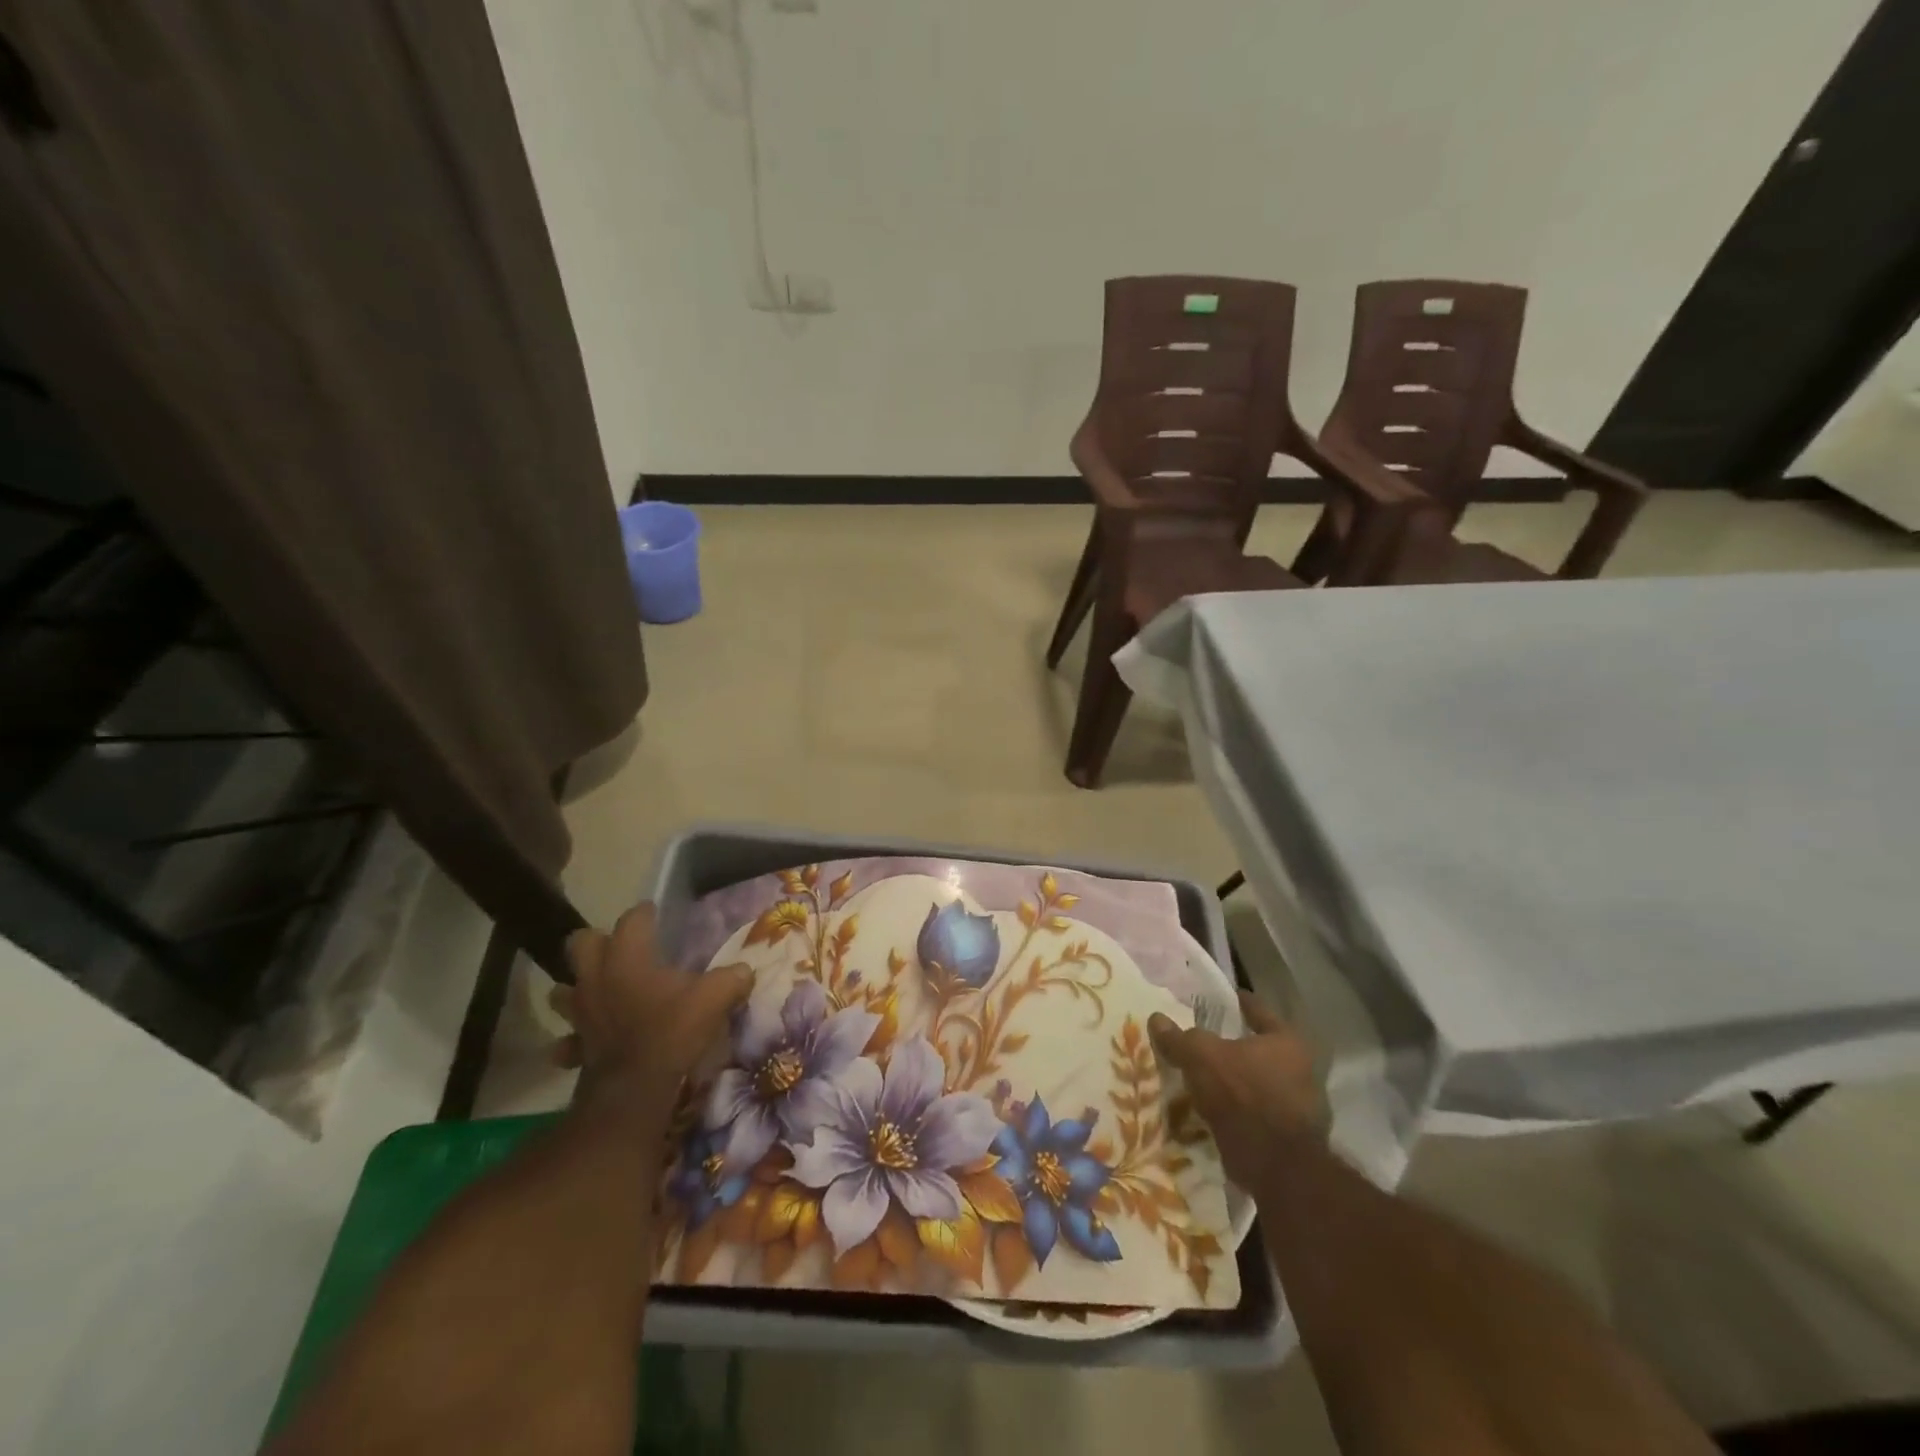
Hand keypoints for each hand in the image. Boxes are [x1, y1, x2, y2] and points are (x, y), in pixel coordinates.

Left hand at [552, 903, 751, 1118]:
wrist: (634, 1091)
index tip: (656, 914)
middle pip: (580, 943)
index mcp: (627, 957)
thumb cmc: (672, 1032)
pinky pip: (567, 1039)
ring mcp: (579, 1012)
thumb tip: (745, 970)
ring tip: (600, 991)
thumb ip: (732, 978)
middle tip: (620, 950)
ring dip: (577, 988)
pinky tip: (590, 1041)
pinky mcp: (574, 1045)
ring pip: (562, 989)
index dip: (645, 914)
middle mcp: (596, 977)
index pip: (632, 919)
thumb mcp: (714, 998)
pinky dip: (575, 1038)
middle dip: (596, 942)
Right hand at [1148, 993, 1323, 1191]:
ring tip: (1207, 1079)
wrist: (1274, 1167)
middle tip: (1208, 1042)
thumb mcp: (1201, 1057)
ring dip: (1238, 1082)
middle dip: (1237, 1047)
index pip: (1259, 1010)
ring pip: (1261, 1083)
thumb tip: (1157, 1019)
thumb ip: (1179, 1037)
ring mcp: (1302, 1108)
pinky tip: (1217, 1111)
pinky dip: (1241, 1110)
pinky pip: (1260, 1113)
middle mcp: (1303, 1070)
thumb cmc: (1242, 1095)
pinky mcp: (1293, 1139)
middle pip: (1262, 1049)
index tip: (1223, 999)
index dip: (1238, 1002)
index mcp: (1287, 1042)